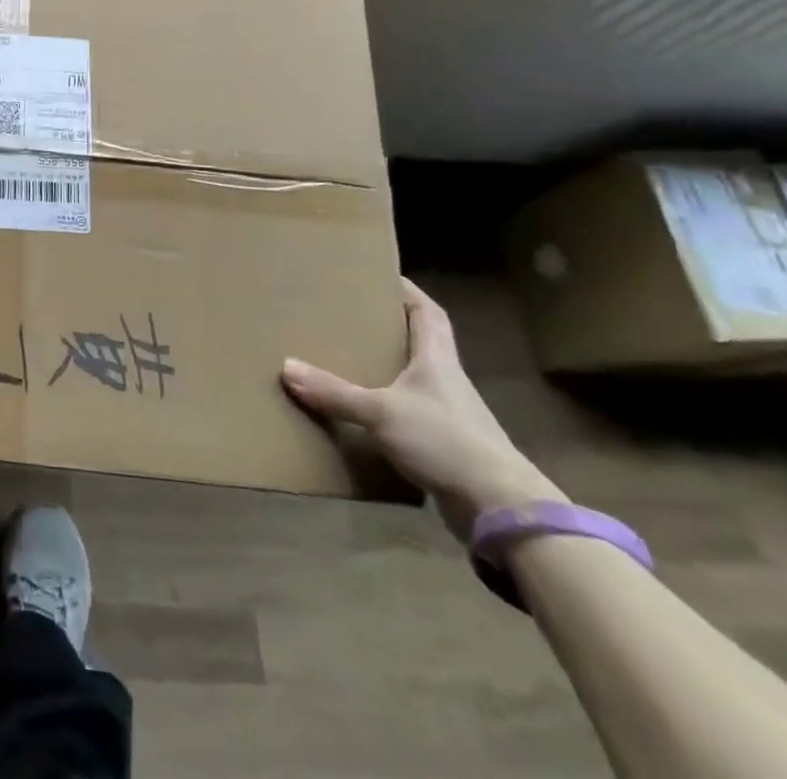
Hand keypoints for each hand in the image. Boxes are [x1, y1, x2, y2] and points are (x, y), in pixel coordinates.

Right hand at [282, 279, 562, 540]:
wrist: (500, 509)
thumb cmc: (446, 441)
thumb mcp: (381, 413)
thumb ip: (335, 392)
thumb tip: (286, 368)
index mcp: (438, 360)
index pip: (429, 314)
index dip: (409, 293)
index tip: (382, 277)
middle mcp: (446, 382)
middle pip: (419, 344)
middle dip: (389, 329)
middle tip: (351, 317)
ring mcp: (449, 416)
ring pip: (413, 381)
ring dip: (386, 371)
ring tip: (348, 361)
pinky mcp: (446, 448)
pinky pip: (410, 416)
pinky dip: (387, 410)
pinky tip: (363, 415)